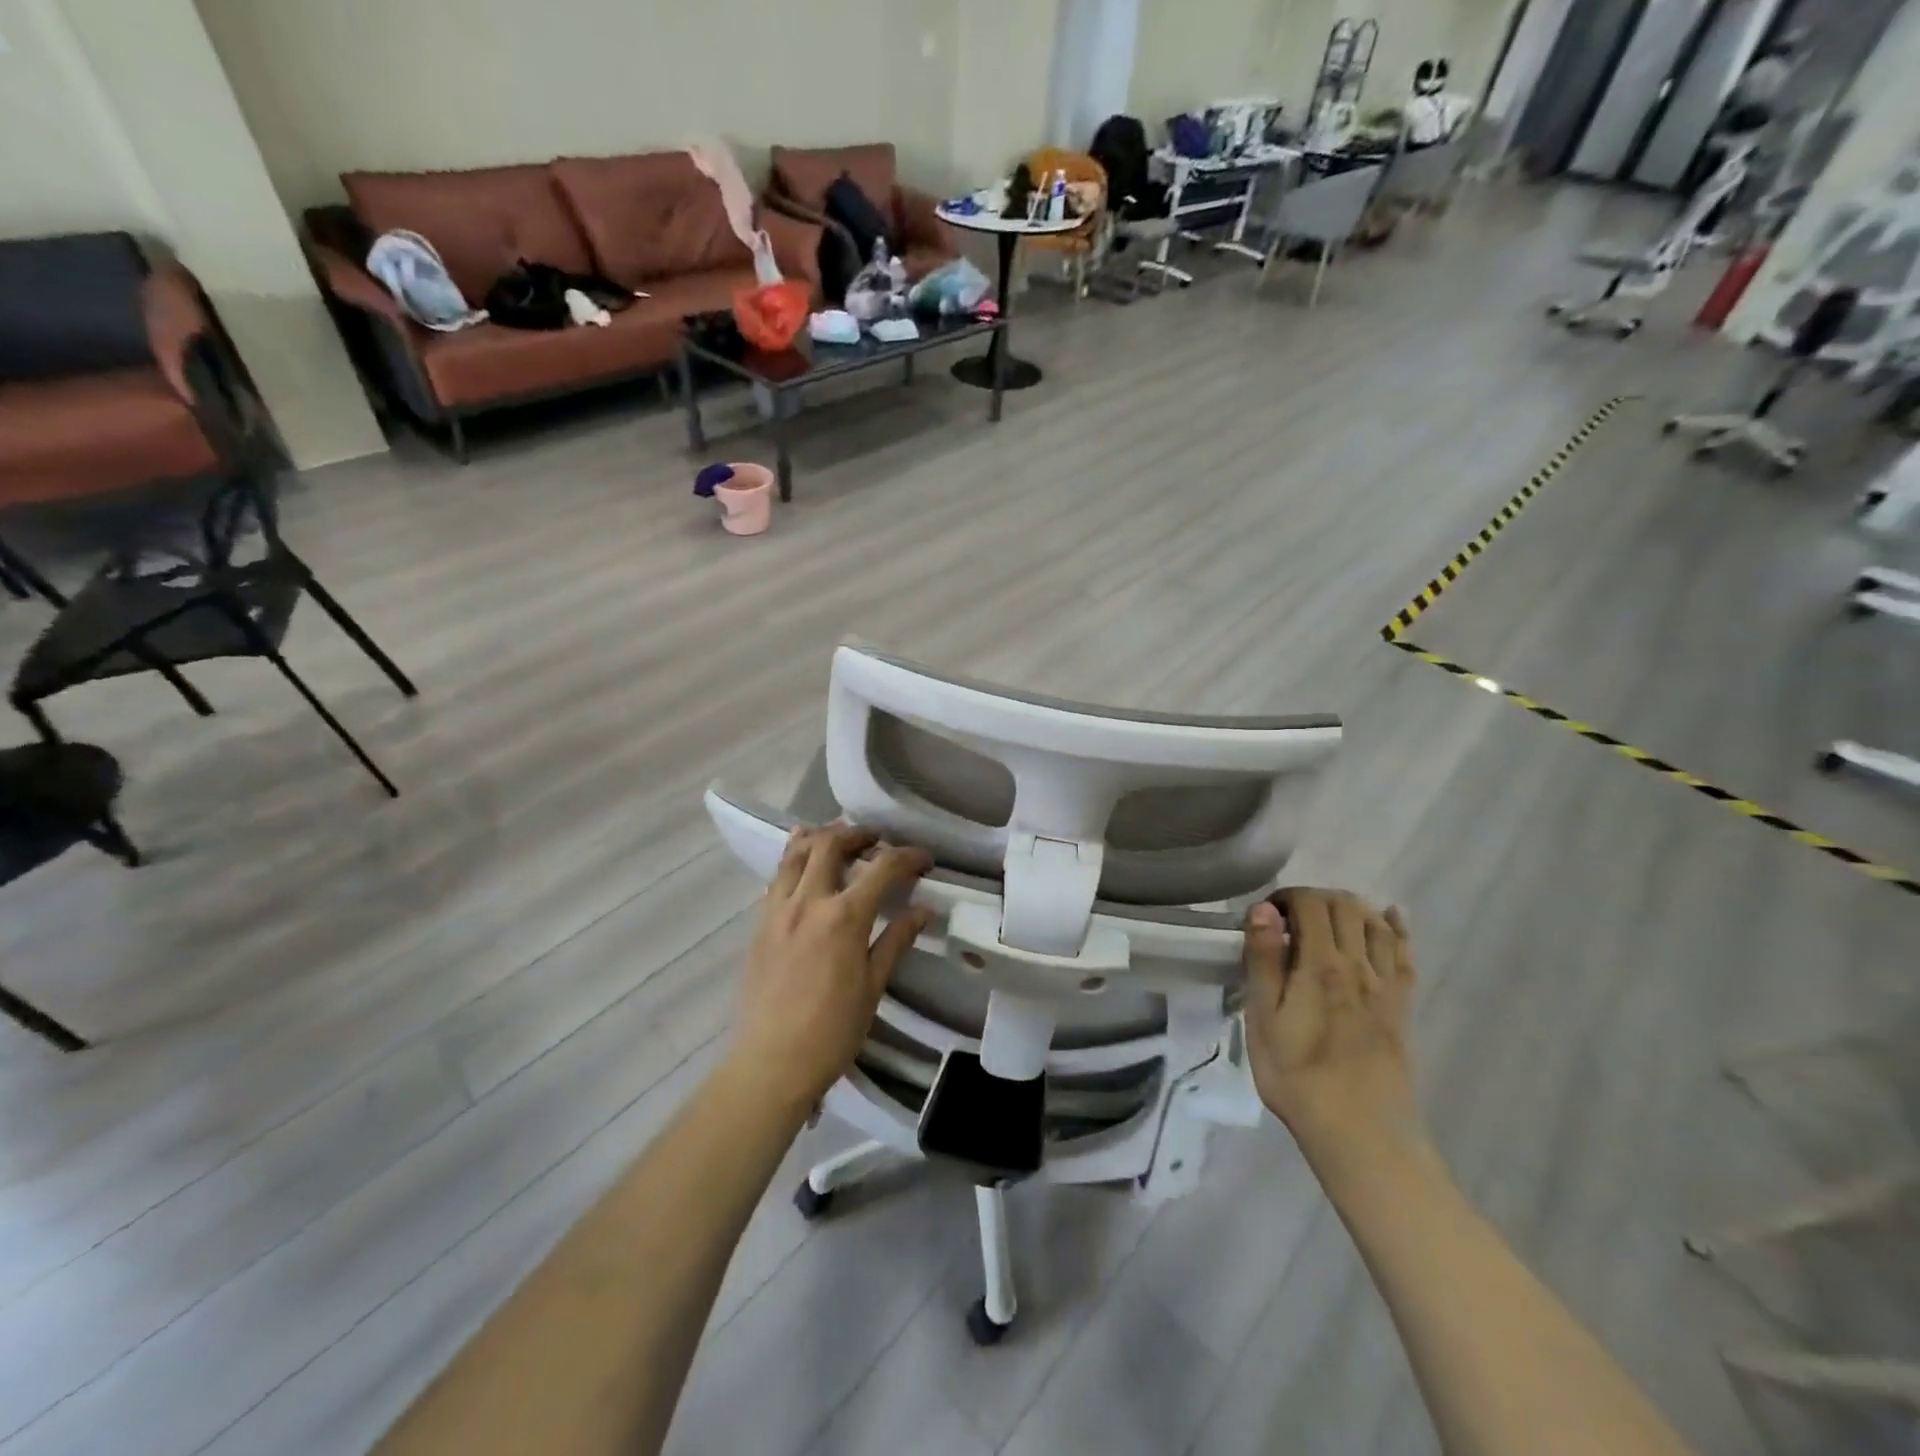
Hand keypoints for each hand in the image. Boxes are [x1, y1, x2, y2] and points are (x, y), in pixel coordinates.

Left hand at [728, 825, 931, 1113]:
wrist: (771, 1063)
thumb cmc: (832, 1031)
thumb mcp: (874, 986)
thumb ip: (896, 940)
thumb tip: (923, 910)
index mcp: (844, 918)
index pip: (882, 869)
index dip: (907, 856)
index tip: (923, 859)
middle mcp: (808, 902)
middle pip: (831, 845)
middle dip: (858, 834)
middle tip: (876, 840)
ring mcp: (778, 910)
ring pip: (795, 854)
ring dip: (819, 837)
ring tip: (837, 837)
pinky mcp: (759, 924)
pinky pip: (776, 877)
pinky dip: (792, 859)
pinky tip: (801, 862)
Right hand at [1241, 888, 1420, 1159]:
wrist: (1361, 1132)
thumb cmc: (1297, 1076)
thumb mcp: (1263, 1018)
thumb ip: (1264, 960)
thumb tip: (1263, 910)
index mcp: (1320, 964)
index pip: (1310, 904)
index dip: (1286, 896)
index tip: (1265, 915)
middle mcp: (1358, 965)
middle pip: (1345, 906)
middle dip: (1316, 898)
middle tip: (1290, 918)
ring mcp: (1385, 985)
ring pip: (1376, 923)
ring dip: (1351, 907)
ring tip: (1327, 916)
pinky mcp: (1401, 1006)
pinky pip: (1405, 955)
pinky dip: (1397, 928)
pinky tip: (1390, 917)